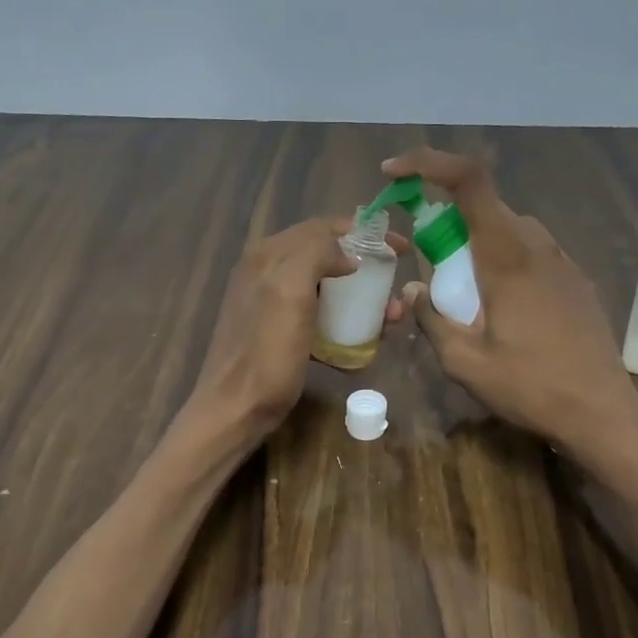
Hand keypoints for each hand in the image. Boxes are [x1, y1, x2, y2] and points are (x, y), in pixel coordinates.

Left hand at [188, 216, 408, 445]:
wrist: (236, 409)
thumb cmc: (266, 353)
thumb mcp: (289, 292)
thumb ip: (315, 255)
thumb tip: (348, 256)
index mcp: (268, 255)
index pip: (323, 227)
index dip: (364, 233)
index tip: (401, 250)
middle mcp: (267, 271)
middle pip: (327, 256)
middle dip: (367, 268)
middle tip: (396, 287)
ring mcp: (272, 302)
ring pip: (326, 287)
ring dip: (361, 297)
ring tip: (390, 318)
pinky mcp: (279, 331)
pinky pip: (319, 314)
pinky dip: (344, 320)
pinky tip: (363, 339)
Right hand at [385, 148, 637, 470]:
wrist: (603, 411)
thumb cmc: (531, 387)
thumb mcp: (465, 363)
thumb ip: (432, 320)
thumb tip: (415, 291)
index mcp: (507, 255)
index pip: (470, 180)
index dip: (429, 163)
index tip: (395, 173)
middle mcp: (538, 245)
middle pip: (485, 207)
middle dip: (447, 220)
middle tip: (427, 262)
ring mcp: (563, 261)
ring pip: (509, 230)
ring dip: (476, 244)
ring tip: (464, 294)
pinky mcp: (576, 280)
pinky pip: (530, 252)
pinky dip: (503, 261)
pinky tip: (501, 308)